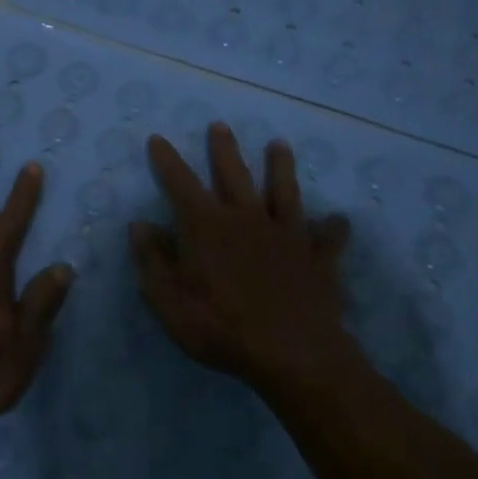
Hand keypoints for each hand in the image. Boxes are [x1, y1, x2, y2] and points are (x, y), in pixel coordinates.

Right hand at [129, 123, 351, 388]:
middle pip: (233, 174)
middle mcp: (246, 218)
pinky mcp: (316, 258)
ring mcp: (285, 235)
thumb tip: (139, 224)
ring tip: (279, 144)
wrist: (291, 353)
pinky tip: (338, 220)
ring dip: (280, 167)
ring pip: (283, 191)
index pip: (180, 183)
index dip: (167, 161)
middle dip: (223, 149)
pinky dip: (332, 229)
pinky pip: (326, 238)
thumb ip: (152, 260)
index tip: (158, 139)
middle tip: (220, 125)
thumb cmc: (220, 327)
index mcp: (207, 226)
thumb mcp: (168, 300)